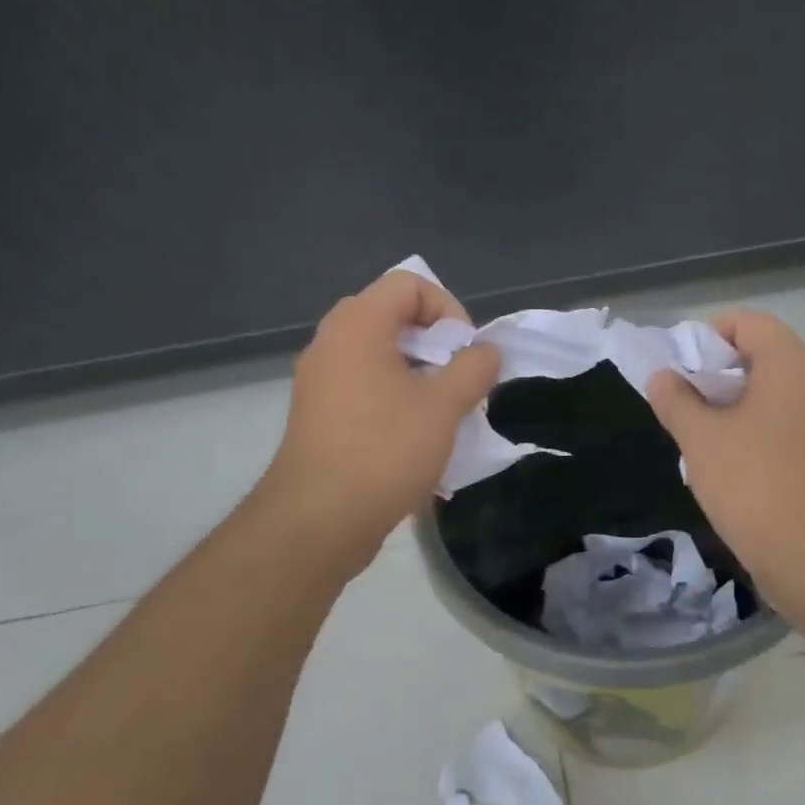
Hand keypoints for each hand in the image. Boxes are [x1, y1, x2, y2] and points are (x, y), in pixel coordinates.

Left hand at [259, 268, 498, 577]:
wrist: (319, 520)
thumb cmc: (385, 451)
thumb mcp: (444, 407)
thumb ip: (473, 368)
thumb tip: (485, 352)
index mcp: (357, 325)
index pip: (408, 284)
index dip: (448, 310)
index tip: (466, 354)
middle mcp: (331, 342)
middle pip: (393, 319)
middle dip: (436, 346)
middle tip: (459, 383)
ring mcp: (320, 380)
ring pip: (381, 358)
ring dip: (420, 377)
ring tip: (443, 416)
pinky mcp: (319, 415)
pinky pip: (365, 389)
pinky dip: (396, 400)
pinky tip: (415, 441)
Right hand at [648, 311, 804, 601]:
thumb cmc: (752, 483)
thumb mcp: (699, 438)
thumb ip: (675, 399)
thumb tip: (662, 376)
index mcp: (792, 363)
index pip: (747, 322)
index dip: (707, 336)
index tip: (680, 369)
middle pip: (762, 355)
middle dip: (717, 373)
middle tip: (684, 403)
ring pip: (773, 391)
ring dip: (735, 403)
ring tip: (701, 434)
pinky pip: (786, 421)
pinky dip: (756, 427)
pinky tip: (730, 460)